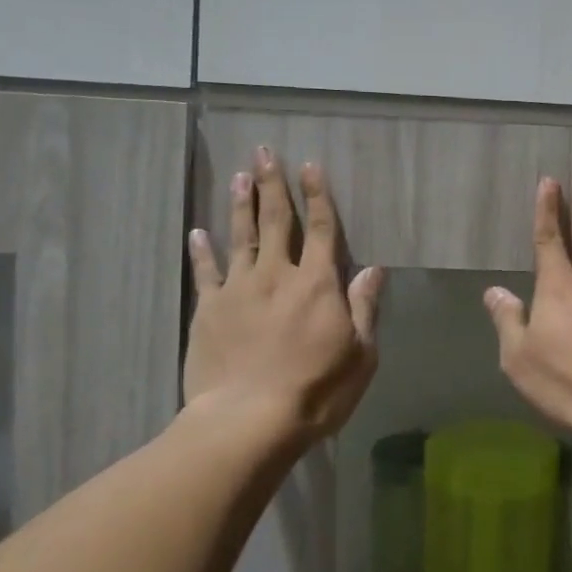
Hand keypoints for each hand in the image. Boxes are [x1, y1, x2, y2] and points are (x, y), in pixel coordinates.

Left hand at [183, 148, 383, 443]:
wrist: (249, 419)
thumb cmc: (317, 390)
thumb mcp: (360, 354)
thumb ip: (364, 308)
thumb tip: (374, 270)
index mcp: (318, 285)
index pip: (323, 230)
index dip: (318, 196)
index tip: (310, 166)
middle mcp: (278, 276)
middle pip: (277, 222)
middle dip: (273, 185)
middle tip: (265, 152)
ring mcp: (239, 290)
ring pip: (241, 237)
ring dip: (241, 205)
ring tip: (239, 177)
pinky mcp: (209, 310)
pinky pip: (206, 272)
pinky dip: (202, 251)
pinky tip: (198, 233)